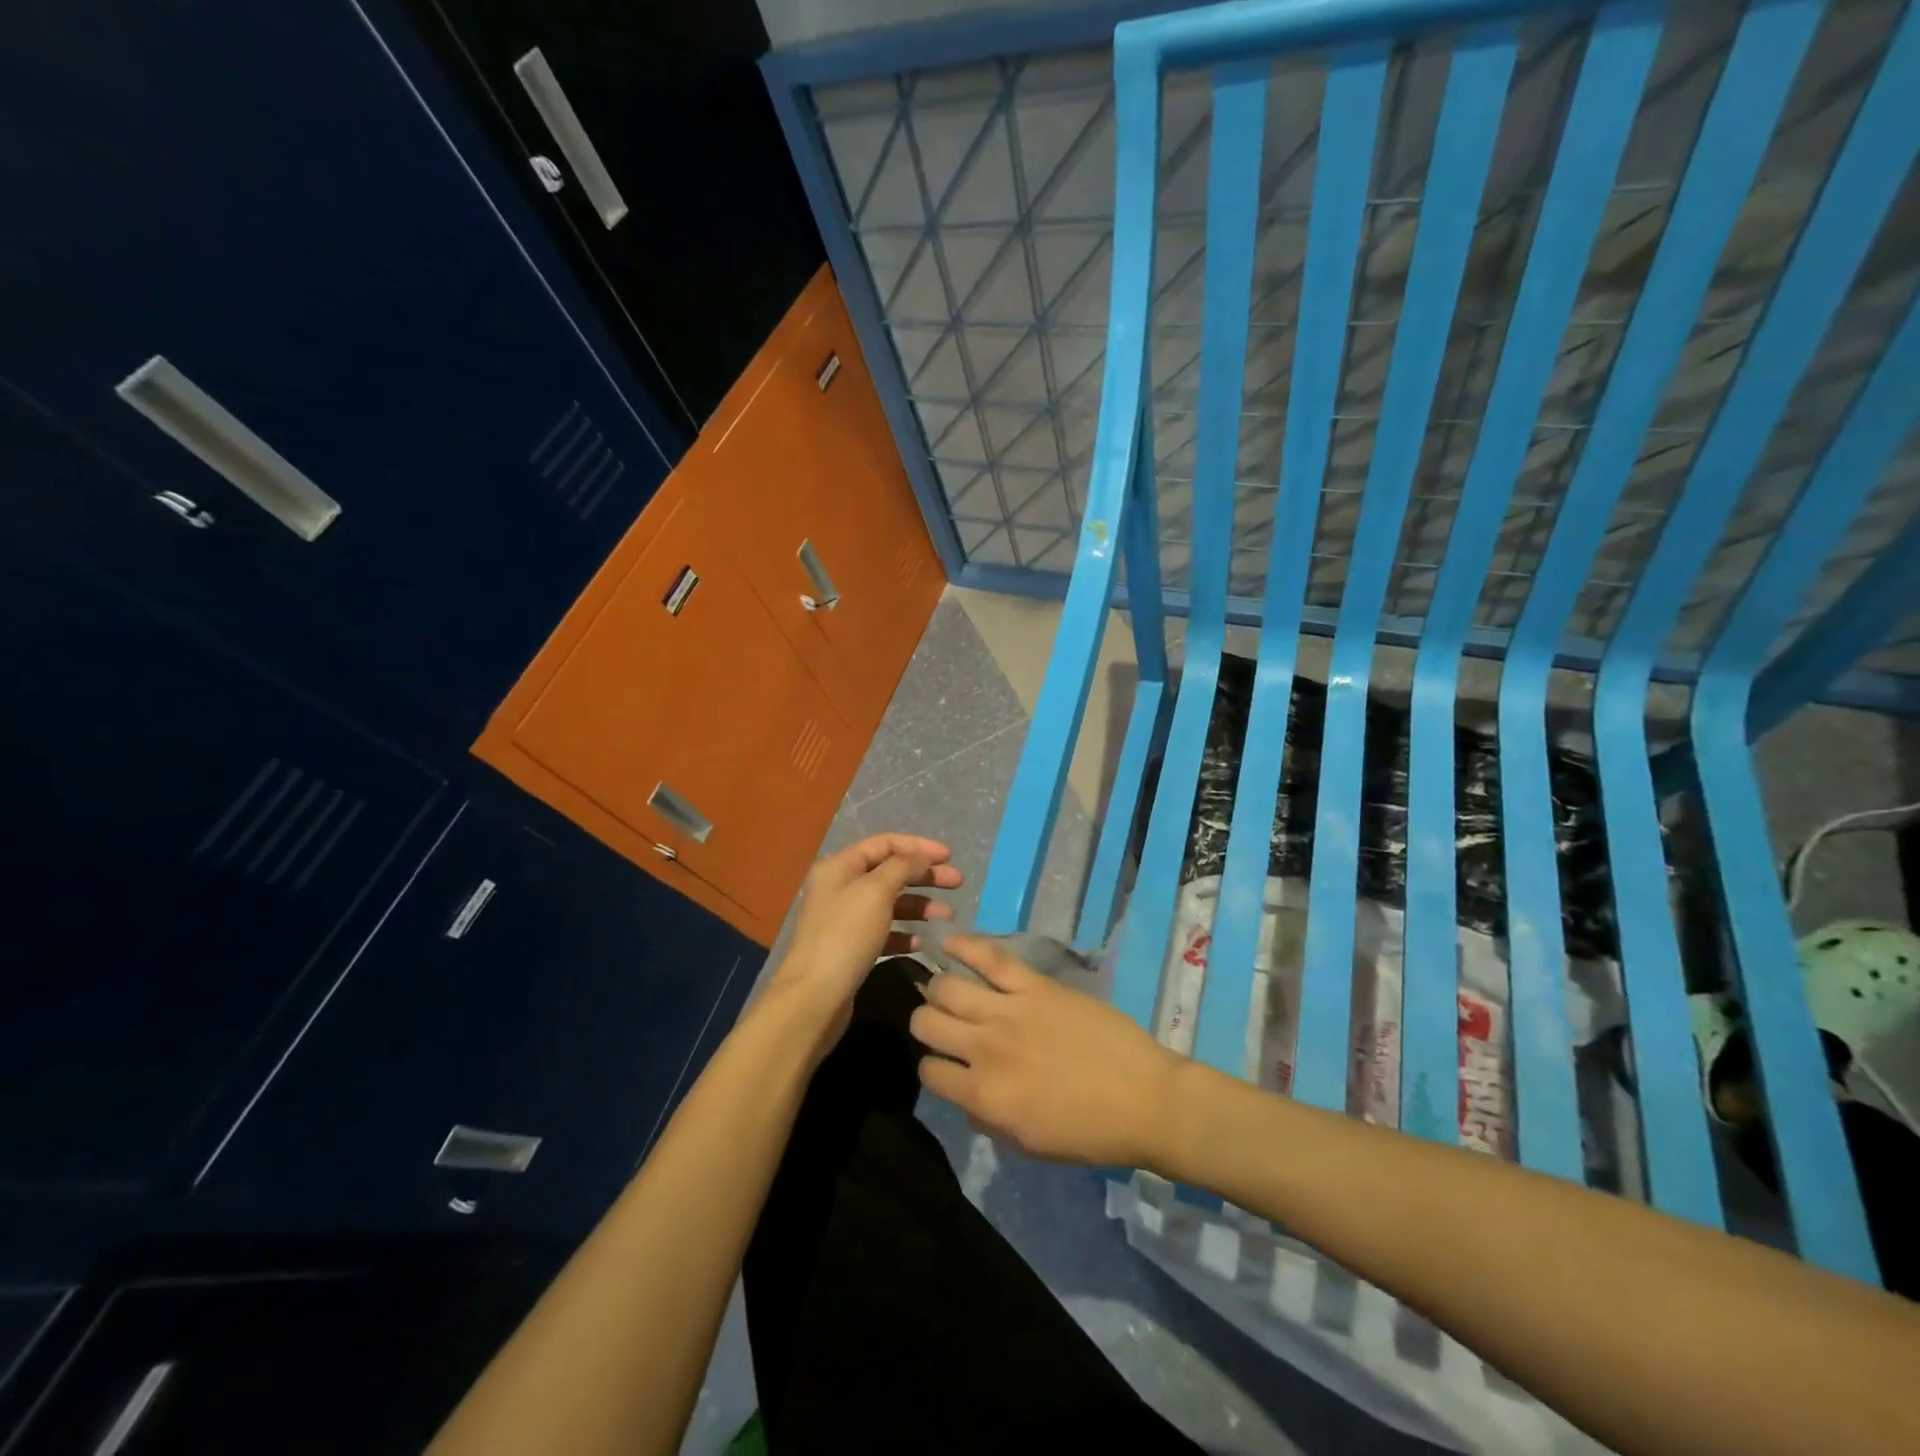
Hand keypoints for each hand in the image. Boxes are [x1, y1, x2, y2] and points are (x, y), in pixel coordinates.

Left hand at [763, 833, 961, 1053]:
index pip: (885, 843)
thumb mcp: (876, 891)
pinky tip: (920, 944)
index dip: (918, 846)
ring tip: (947, 916)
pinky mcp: (851, 948)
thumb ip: (902, 867)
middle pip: (890, 872)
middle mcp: (840, 887)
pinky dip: (904, 934)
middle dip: (924, 875)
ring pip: (890, 903)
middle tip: (957, 882)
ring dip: (920, 905)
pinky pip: (884, 932)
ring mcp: (844, 919)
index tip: (949, 856)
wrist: (815, 996)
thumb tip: (920, 857)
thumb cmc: (845, 935)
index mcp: (840, 866)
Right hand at [911, 934, 1183, 1167]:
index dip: (933, 1068)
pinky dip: (964, 945)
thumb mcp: (1027, 1143)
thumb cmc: (1088, 1132)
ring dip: (940, 989)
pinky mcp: (1035, 985)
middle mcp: (985, 1049)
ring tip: (949, 991)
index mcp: (983, 1096)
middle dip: (927, 1024)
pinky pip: (990, 956)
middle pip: (926, 1022)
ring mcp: (1009, 1011)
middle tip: (944, 1025)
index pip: (929, 1071)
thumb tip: (964, 1090)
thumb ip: (984, 1116)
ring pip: (947, 986)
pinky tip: (949, 942)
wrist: (1144, 1099)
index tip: (945, 1064)